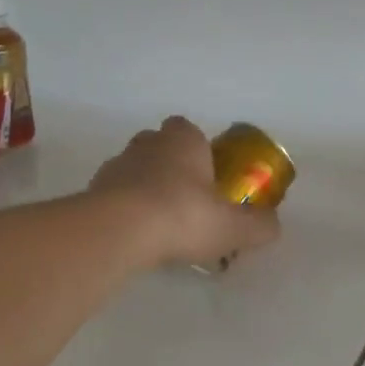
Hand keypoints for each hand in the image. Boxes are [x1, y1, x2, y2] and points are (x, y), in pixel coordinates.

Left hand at [89, 117, 280, 269]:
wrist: (119, 231)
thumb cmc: (184, 215)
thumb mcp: (233, 227)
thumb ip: (258, 225)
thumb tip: (273, 226)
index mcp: (184, 140)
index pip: (189, 129)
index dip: (198, 149)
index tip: (206, 175)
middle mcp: (148, 144)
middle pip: (159, 146)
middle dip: (170, 166)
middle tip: (185, 198)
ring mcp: (115, 165)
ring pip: (133, 169)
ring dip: (144, 188)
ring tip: (158, 223)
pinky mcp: (92, 191)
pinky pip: (113, 195)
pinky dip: (123, 209)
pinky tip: (135, 236)